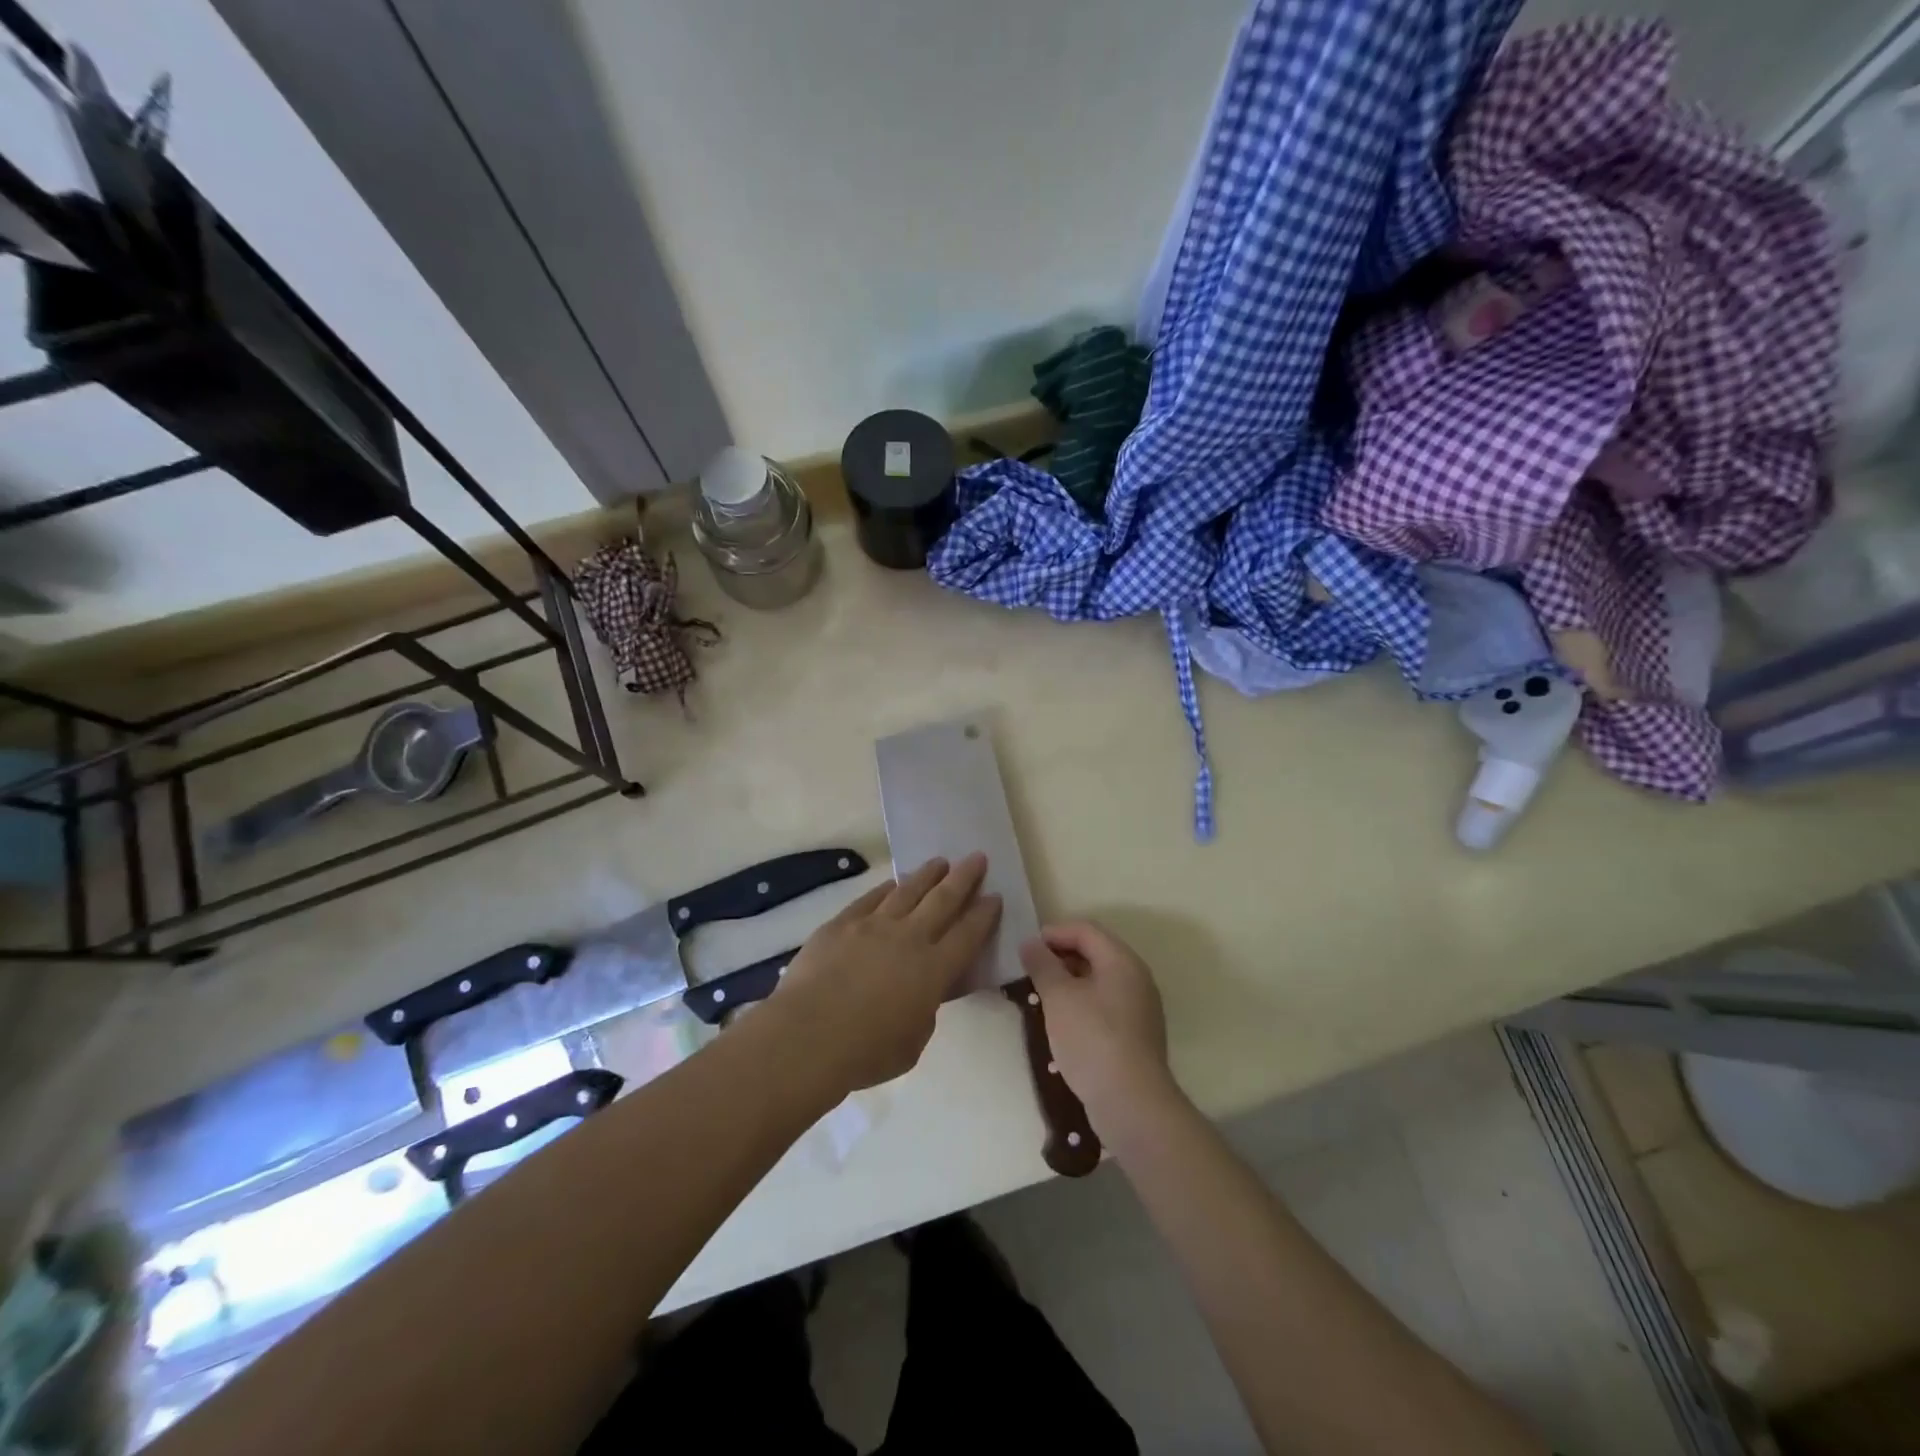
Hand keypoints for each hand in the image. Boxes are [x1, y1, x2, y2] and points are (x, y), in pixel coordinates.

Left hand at [774, 855, 999, 1093]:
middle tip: (977, 857)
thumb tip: (921, 994)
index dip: (984, 914)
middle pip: (943, 899)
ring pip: (908, 890)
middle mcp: (909, 937)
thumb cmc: (866, 1051)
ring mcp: (874, 925)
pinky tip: (894, 883)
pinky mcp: (842, 923)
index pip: (968, 934)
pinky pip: (871, 898)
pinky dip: (887, 888)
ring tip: (940, 861)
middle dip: (964, 877)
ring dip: (928, 874)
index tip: (995, 895)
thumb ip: (924, 1011)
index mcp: (934, 969)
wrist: (808, 1035)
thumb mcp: (913, 1042)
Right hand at [1020, 921, 1178, 1137]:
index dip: (1054, 933)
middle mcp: (1136, 978)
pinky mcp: (1136, 1035)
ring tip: (1041, 996)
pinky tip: (1062, 1022)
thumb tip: (1031, 943)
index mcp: (1122, 960)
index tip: (1026, 948)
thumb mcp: (1059, 998)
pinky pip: (1105, 1004)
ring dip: (1069, 982)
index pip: (1086, 930)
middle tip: (1030, 971)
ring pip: (1099, 980)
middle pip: (1095, 952)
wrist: (1132, 1103)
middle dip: (1060, 957)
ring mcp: (1140, 1008)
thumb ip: (1043, 965)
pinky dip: (1081, 1003)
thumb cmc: (1092, 1039)